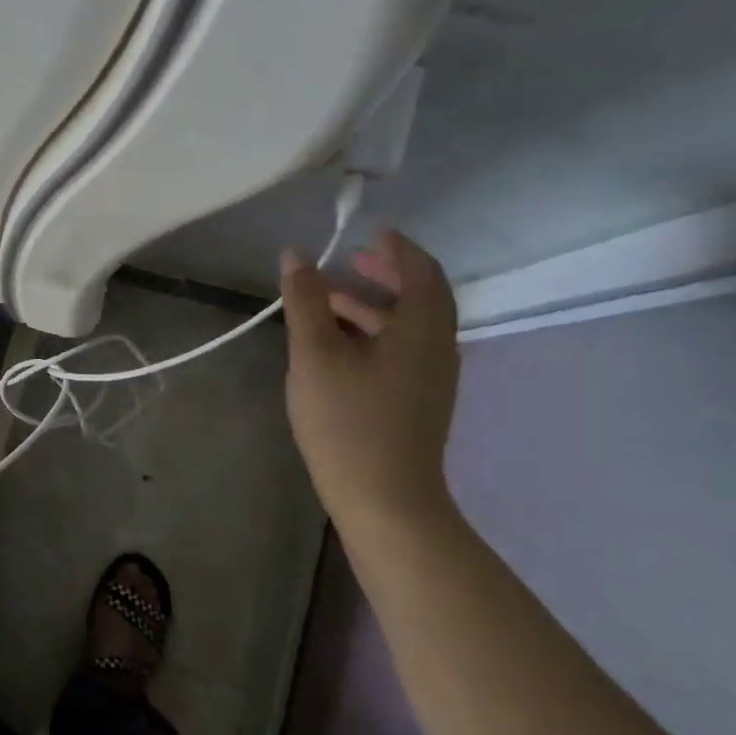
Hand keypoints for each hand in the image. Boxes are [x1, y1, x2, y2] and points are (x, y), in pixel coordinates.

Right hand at [280, 230, 458, 533]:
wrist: (384, 501)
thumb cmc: (348, 422)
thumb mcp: (315, 356)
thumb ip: (305, 302)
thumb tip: (297, 255)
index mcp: (421, 330)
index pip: (421, 271)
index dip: (397, 248)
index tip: (368, 233)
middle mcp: (438, 348)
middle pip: (420, 297)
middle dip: (385, 274)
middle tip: (349, 263)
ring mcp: (432, 379)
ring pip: (409, 327)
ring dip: (374, 306)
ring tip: (329, 303)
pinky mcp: (418, 402)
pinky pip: (403, 351)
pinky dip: (376, 334)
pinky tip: (338, 348)